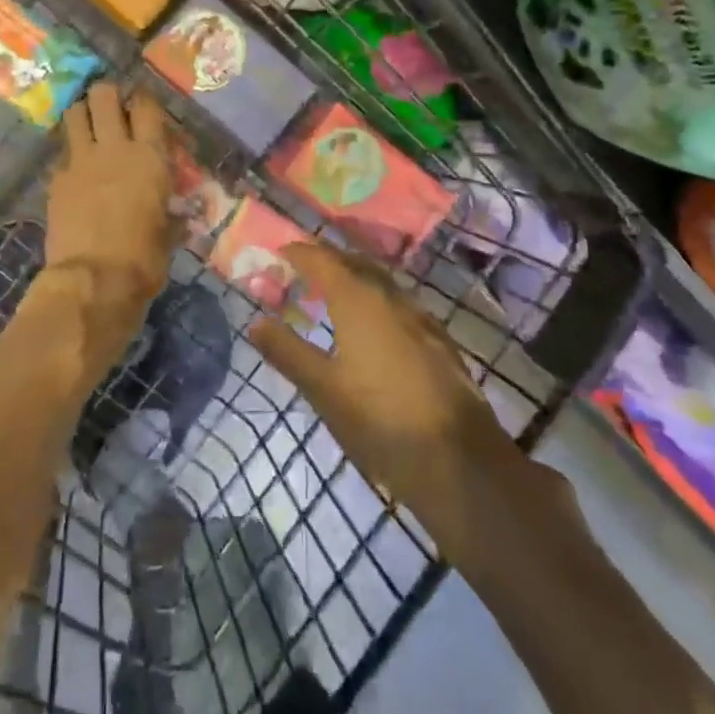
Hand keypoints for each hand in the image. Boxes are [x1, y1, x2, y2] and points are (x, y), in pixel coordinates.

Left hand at [38, 83, 176, 365]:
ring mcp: (80, 161)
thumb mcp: (169, 235)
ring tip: (88, 126)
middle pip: (103, 95)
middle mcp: (114, 148)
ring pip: (74, 113)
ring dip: (81, 114)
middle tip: (112, 108)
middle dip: (107, 94)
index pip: (146, 106)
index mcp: (149, 157)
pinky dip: (68, 154)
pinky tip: (75, 169)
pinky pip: (61, 153)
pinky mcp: (56, 180)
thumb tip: (178, 216)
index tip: (143, 107)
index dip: (143, 100)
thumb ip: (171, 215)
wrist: (93, 281)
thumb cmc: (143, 259)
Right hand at [248, 246, 521, 532]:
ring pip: (380, 283)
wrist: (459, 460)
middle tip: (302, 270)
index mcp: (358, 299)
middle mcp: (391, 297)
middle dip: (327, 261)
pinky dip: (376, 301)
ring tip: (332, 295)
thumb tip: (255, 321)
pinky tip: (373, 327)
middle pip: (354, 264)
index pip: (322, 260)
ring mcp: (420, 317)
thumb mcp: (323, 389)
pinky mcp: (438, 341)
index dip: (299, 253)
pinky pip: (398, 304)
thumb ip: (287, 351)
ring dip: (354, 280)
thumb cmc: (380, 420)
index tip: (280, 252)